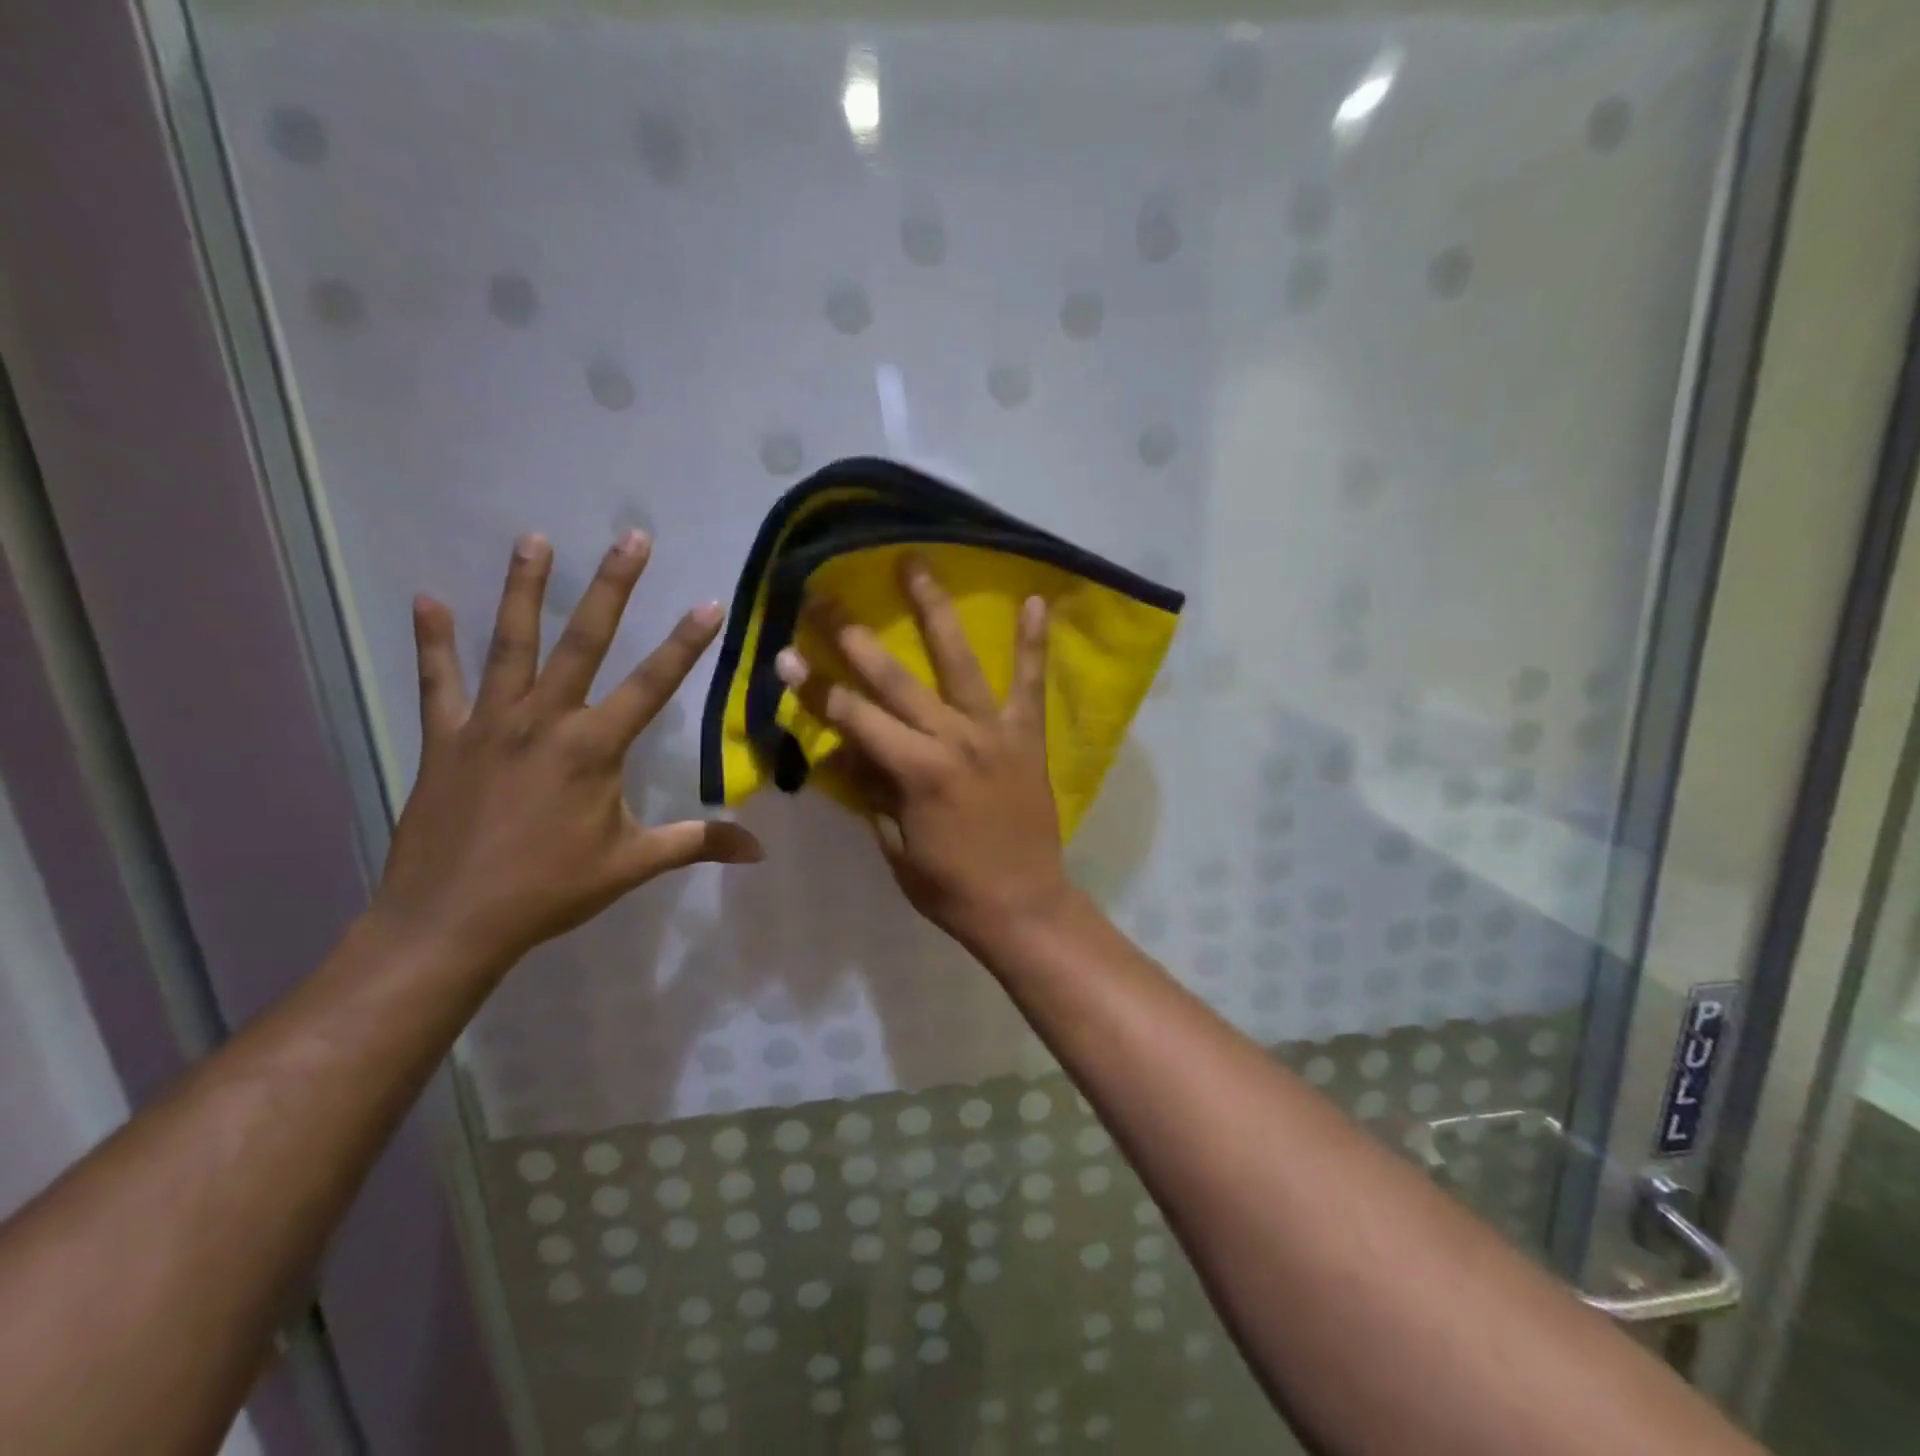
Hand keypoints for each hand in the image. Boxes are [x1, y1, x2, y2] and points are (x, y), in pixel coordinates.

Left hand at [371, 530, 761, 969]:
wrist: (450, 922)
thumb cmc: (550, 890)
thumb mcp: (633, 864)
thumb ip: (697, 843)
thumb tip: (759, 850)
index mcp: (595, 748)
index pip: (653, 684)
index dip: (687, 643)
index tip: (710, 603)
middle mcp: (545, 721)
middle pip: (584, 641)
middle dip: (613, 586)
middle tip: (631, 537)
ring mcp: (490, 724)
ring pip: (510, 644)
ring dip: (523, 589)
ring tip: (534, 538)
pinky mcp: (445, 738)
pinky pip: (438, 681)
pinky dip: (433, 641)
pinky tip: (427, 600)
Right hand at [775, 558, 1073, 955]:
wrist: (1023, 905)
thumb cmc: (950, 887)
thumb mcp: (895, 846)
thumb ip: (870, 791)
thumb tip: (843, 747)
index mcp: (915, 770)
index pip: (854, 717)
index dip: (816, 687)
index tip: (786, 655)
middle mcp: (953, 739)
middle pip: (895, 679)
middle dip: (853, 636)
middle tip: (825, 596)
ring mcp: (994, 732)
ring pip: (959, 661)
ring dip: (934, 610)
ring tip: (916, 564)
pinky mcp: (1027, 736)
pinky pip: (1030, 683)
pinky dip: (1032, 643)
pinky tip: (1032, 599)